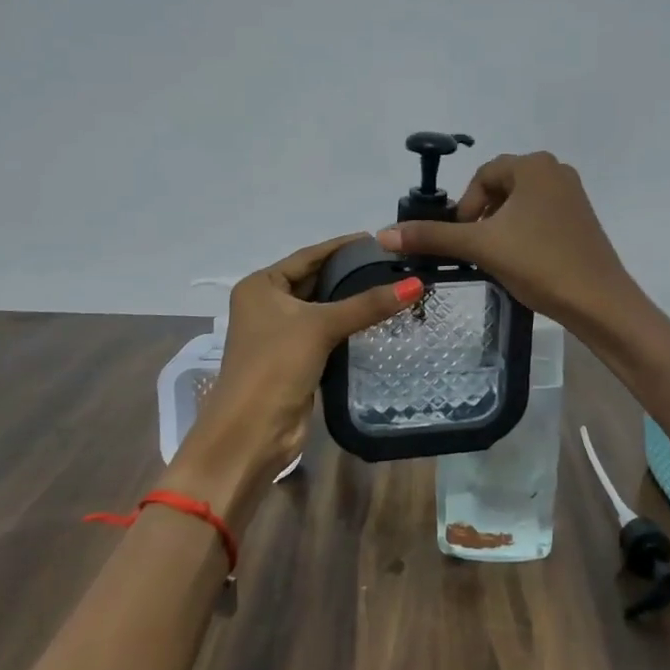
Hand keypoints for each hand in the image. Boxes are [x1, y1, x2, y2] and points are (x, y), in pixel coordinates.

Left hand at [181, 233, 421, 503]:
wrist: (252, 430)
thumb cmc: (276, 365)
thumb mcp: (321, 326)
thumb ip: (367, 304)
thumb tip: (417, 285)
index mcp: (261, 286)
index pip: (309, 255)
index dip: (343, 246)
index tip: (379, 239)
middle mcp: (267, 304)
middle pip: (316, 280)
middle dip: (351, 274)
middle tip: (395, 264)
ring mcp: (280, 333)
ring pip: (323, 308)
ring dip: (352, 301)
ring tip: (394, 286)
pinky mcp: (296, 358)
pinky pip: (327, 332)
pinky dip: (349, 325)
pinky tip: (379, 319)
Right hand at [376, 152, 638, 339]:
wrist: (599, 302)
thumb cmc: (539, 264)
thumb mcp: (481, 248)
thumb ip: (432, 237)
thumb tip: (383, 236)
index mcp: (534, 165)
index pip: (482, 176)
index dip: (465, 207)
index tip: (463, 239)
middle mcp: (556, 170)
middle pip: (501, 187)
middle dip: (482, 217)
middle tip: (478, 250)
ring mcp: (573, 195)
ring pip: (520, 204)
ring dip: (501, 227)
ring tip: (499, 258)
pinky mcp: (582, 219)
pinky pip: (540, 216)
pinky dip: (524, 233)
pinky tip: (523, 261)